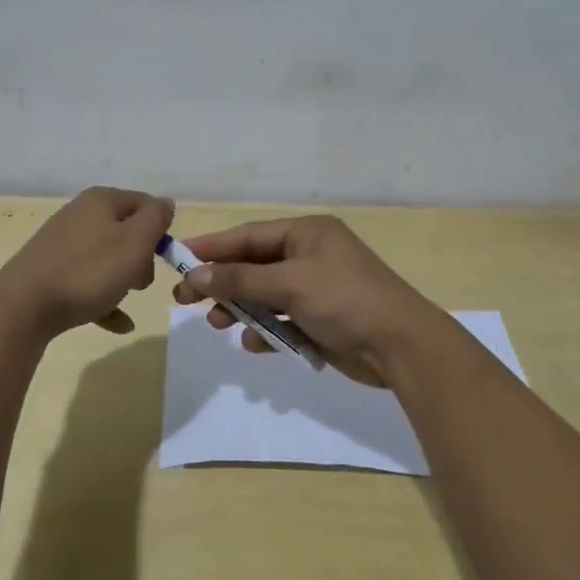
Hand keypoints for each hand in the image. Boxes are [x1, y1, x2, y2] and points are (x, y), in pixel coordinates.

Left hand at [0, 187, 173, 340]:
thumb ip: (155, 219)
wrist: (23, 307)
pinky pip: (88, 283)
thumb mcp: (135, 242)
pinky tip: (119, 324)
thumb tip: (165, 203)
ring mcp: (63, 244)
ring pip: (107, 258)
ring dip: (123, 279)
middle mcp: (81, 215)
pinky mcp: (50, 272)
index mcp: (101, 200)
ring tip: (125, 300)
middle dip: (141, 258)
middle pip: (126, 231)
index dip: (160, 229)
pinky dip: (105, 300)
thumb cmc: (88, 271)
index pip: (145, 203)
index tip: (163, 258)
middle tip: (140, 282)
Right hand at [171, 216, 448, 386]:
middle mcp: (310, 255)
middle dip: (221, 282)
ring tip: (218, 323)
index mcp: (307, 233)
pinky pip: (282, 320)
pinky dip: (266, 330)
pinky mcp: (321, 319)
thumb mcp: (290, 283)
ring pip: (265, 294)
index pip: (248, 235)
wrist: (401, 346)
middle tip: (184, 298)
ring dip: (241, 308)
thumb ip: (240, 278)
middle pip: (253, 265)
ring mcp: (316, 288)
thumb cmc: (345, 300)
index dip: (212, 247)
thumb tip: (196, 274)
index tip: (178, 257)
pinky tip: (254, 343)